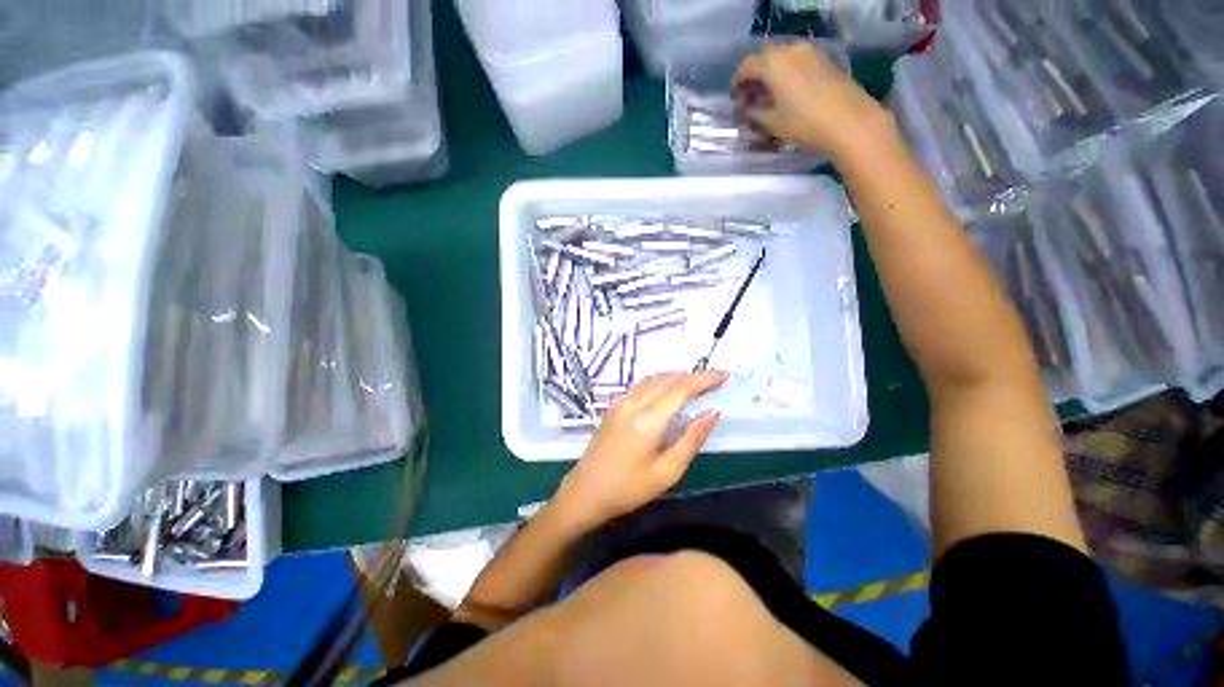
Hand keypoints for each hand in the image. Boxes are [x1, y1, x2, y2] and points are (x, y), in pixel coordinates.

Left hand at [552, 372, 728, 531]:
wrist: (585, 492)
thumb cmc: (628, 489)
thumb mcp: (667, 472)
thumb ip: (691, 439)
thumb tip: (712, 413)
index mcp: (648, 420)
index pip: (681, 389)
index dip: (704, 379)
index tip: (724, 375)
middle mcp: (633, 403)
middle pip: (667, 379)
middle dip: (693, 376)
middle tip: (714, 380)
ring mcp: (620, 402)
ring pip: (653, 379)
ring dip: (676, 377)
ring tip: (696, 383)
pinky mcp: (614, 406)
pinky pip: (642, 385)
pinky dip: (660, 382)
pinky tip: (668, 391)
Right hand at [732, 41, 890, 158]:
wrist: (848, 120)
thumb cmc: (804, 123)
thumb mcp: (772, 122)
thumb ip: (754, 113)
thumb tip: (744, 109)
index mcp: (774, 63)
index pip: (747, 66)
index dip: (737, 82)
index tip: (735, 98)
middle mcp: (791, 50)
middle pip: (765, 59)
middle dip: (754, 78)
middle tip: (750, 99)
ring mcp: (811, 52)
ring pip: (782, 60)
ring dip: (771, 76)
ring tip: (768, 98)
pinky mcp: (824, 60)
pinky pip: (797, 62)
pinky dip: (787, 75)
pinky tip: (787, 94)